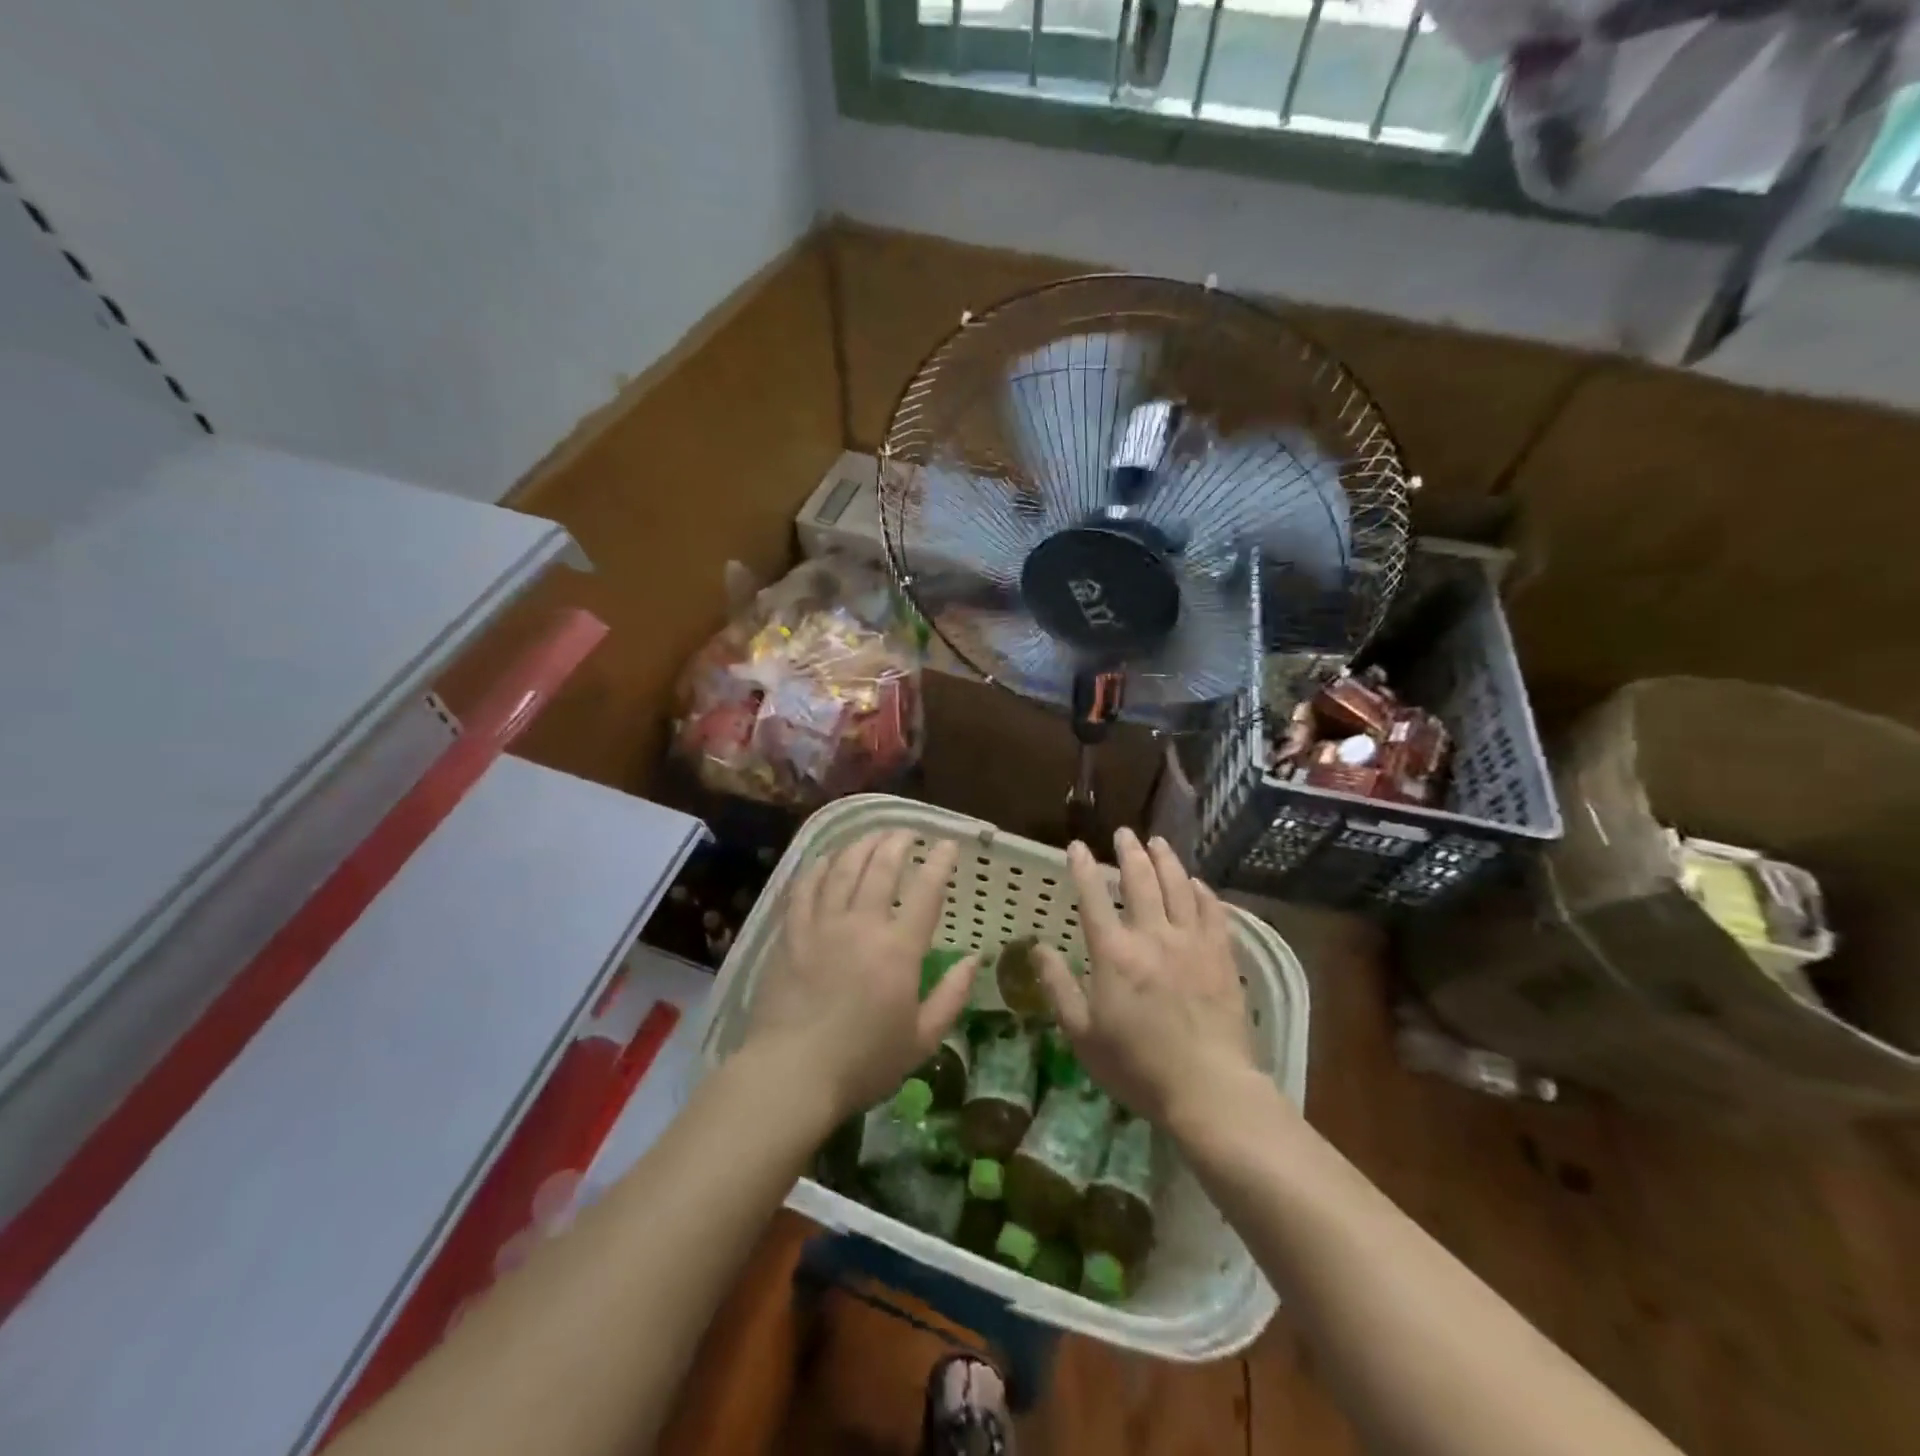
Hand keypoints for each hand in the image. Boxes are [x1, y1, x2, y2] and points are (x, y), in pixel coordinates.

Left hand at [744, 829, 975, 1119]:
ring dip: (862, 845)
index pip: (925, 892)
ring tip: (874, 835)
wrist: (792, 1074)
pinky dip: (820, 866)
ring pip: (843, 868)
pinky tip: (829, 857)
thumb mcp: (921, 1040)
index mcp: (898, 949)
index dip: (940, 863)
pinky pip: (806, 887)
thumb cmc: (863, 1063)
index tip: (948, 845)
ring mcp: (822, 925)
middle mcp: (861, 924)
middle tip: (908, 833)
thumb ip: (951, 997)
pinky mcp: (791, 933)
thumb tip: (973, 960)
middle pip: (881, 867)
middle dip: (899, 843)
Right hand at [1034, 828, 1257, 1129]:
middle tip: (1124, 833)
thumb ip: (1058, 986)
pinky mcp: (1221, 956)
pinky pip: (1214, 912)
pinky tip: (1198, 883)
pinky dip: (1203, 892)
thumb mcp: (1081, 1033)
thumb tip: (1037, 948)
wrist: (1208, 1088)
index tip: (1076, 846)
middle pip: (1140, 880)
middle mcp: (1152, 936)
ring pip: (1178, 887)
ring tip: (1158, 842)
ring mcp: (1191, 943)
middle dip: (1129, 852)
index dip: (1082, 867)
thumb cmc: (1136, 1065)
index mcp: (1114, 953)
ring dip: (1166, 860)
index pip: (1093, 897)